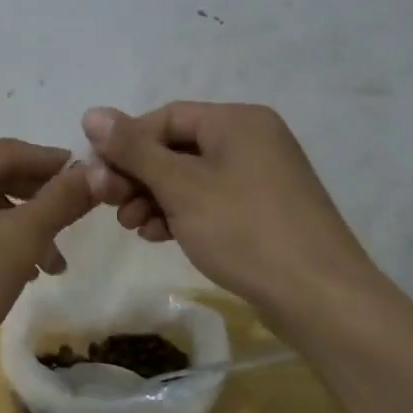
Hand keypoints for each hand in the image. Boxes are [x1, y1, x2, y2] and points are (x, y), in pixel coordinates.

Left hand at [0, 140, 95, 396]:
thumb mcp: (17, 242)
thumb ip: (59, 201)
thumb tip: (94, 171)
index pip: (9, 151)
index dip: (54, 164)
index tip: (92, 178)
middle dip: (37, 203)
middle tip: (76, 227)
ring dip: (16, 228)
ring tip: (50, 266)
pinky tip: (14, 271)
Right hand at [81, 102, 396, 337]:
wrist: (321, 299)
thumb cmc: (245, 231)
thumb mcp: (180, 187)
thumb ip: (133, 149)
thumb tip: (91, 113)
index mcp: (237, 121)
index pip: (165, 117)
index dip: (125, 142)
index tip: (97, 175)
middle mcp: (251, 139)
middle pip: (176, 146)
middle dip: (138, 175)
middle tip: (110, 204)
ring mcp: (261, 176)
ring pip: (190, 176)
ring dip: (154, 197)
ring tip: (132, 226)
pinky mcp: (263, 210)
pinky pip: (210, 199)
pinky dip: (181, 212)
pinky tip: (159, 236)